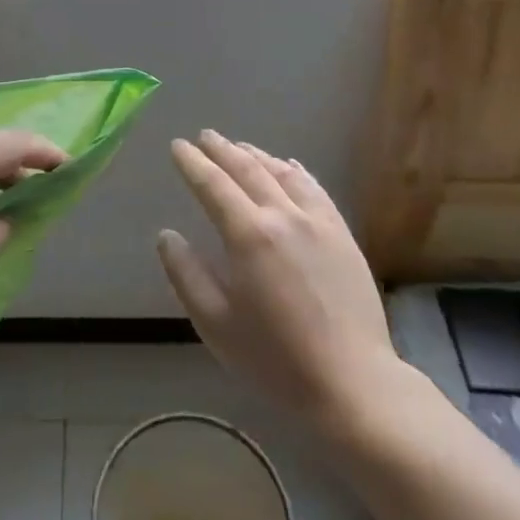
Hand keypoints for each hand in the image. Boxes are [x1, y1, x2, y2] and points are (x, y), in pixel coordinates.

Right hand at [157, 131, 397, 427]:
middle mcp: (282, 215)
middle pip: (247, 169)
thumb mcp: (216, 324)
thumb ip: (187, 274)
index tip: (177, 146)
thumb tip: (166, 235)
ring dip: (256, 155)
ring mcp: (317, 221)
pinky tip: (289, 166)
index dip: (192, 163)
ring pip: (281, 172)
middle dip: (222, 149)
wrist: (352, 383)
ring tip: (239, 147)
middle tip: (204, 136)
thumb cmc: (275, 360)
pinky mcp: (342, 233)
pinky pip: (314, 188)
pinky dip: (295, 170)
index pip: (213, 184)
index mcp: (248, 235)